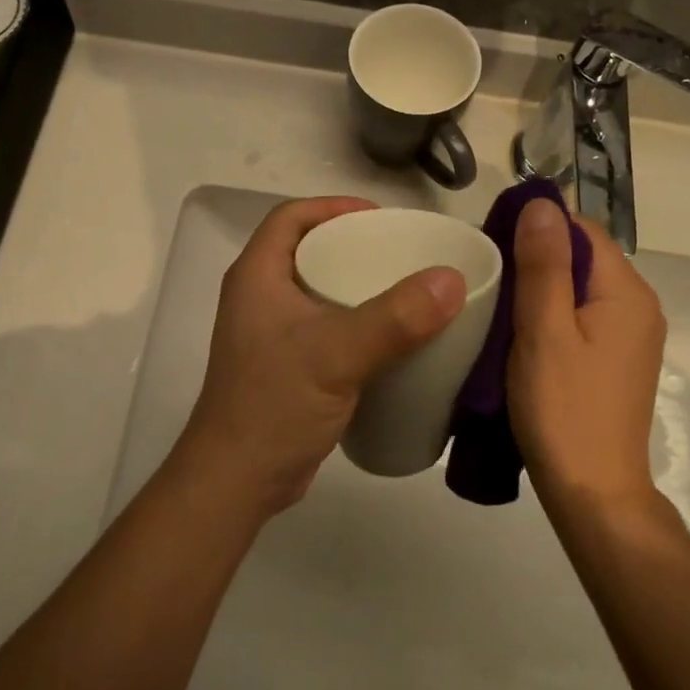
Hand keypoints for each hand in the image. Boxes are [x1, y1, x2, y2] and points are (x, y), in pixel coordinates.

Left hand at [174, 197, 464, 516]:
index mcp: (257, 277)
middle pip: (308, 251)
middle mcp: (259, 298)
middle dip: (354, 245)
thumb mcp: (337, 354)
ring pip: (319, 291)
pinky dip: (357, 323)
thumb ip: (395, 318)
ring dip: (358, 286)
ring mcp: (271, 335)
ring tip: (406, 290)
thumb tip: (451, 279)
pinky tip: (391, 339)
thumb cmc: (275, 404)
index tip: (380, 217)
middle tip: (403, 253)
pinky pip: (326, 328)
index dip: (333, 207)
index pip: (290, 218)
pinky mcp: (287, 367)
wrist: (238, 482)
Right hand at [507, 199, 665, 506]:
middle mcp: (639, 306)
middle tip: (489, 273)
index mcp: (627, 292)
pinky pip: (584, 316)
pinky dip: (553, 313)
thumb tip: (542, 202)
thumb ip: (543, 265)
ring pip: (581, 288)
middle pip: (584, 257)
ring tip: (498, 301)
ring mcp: (631, 336)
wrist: (593, 492)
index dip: (538, 226)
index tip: (492, 241)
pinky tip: (522, 333)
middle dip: (537, 256)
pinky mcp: (617, 360)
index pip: (583, 230)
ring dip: (542, 286)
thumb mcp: (544, 331)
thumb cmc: (563, 409)